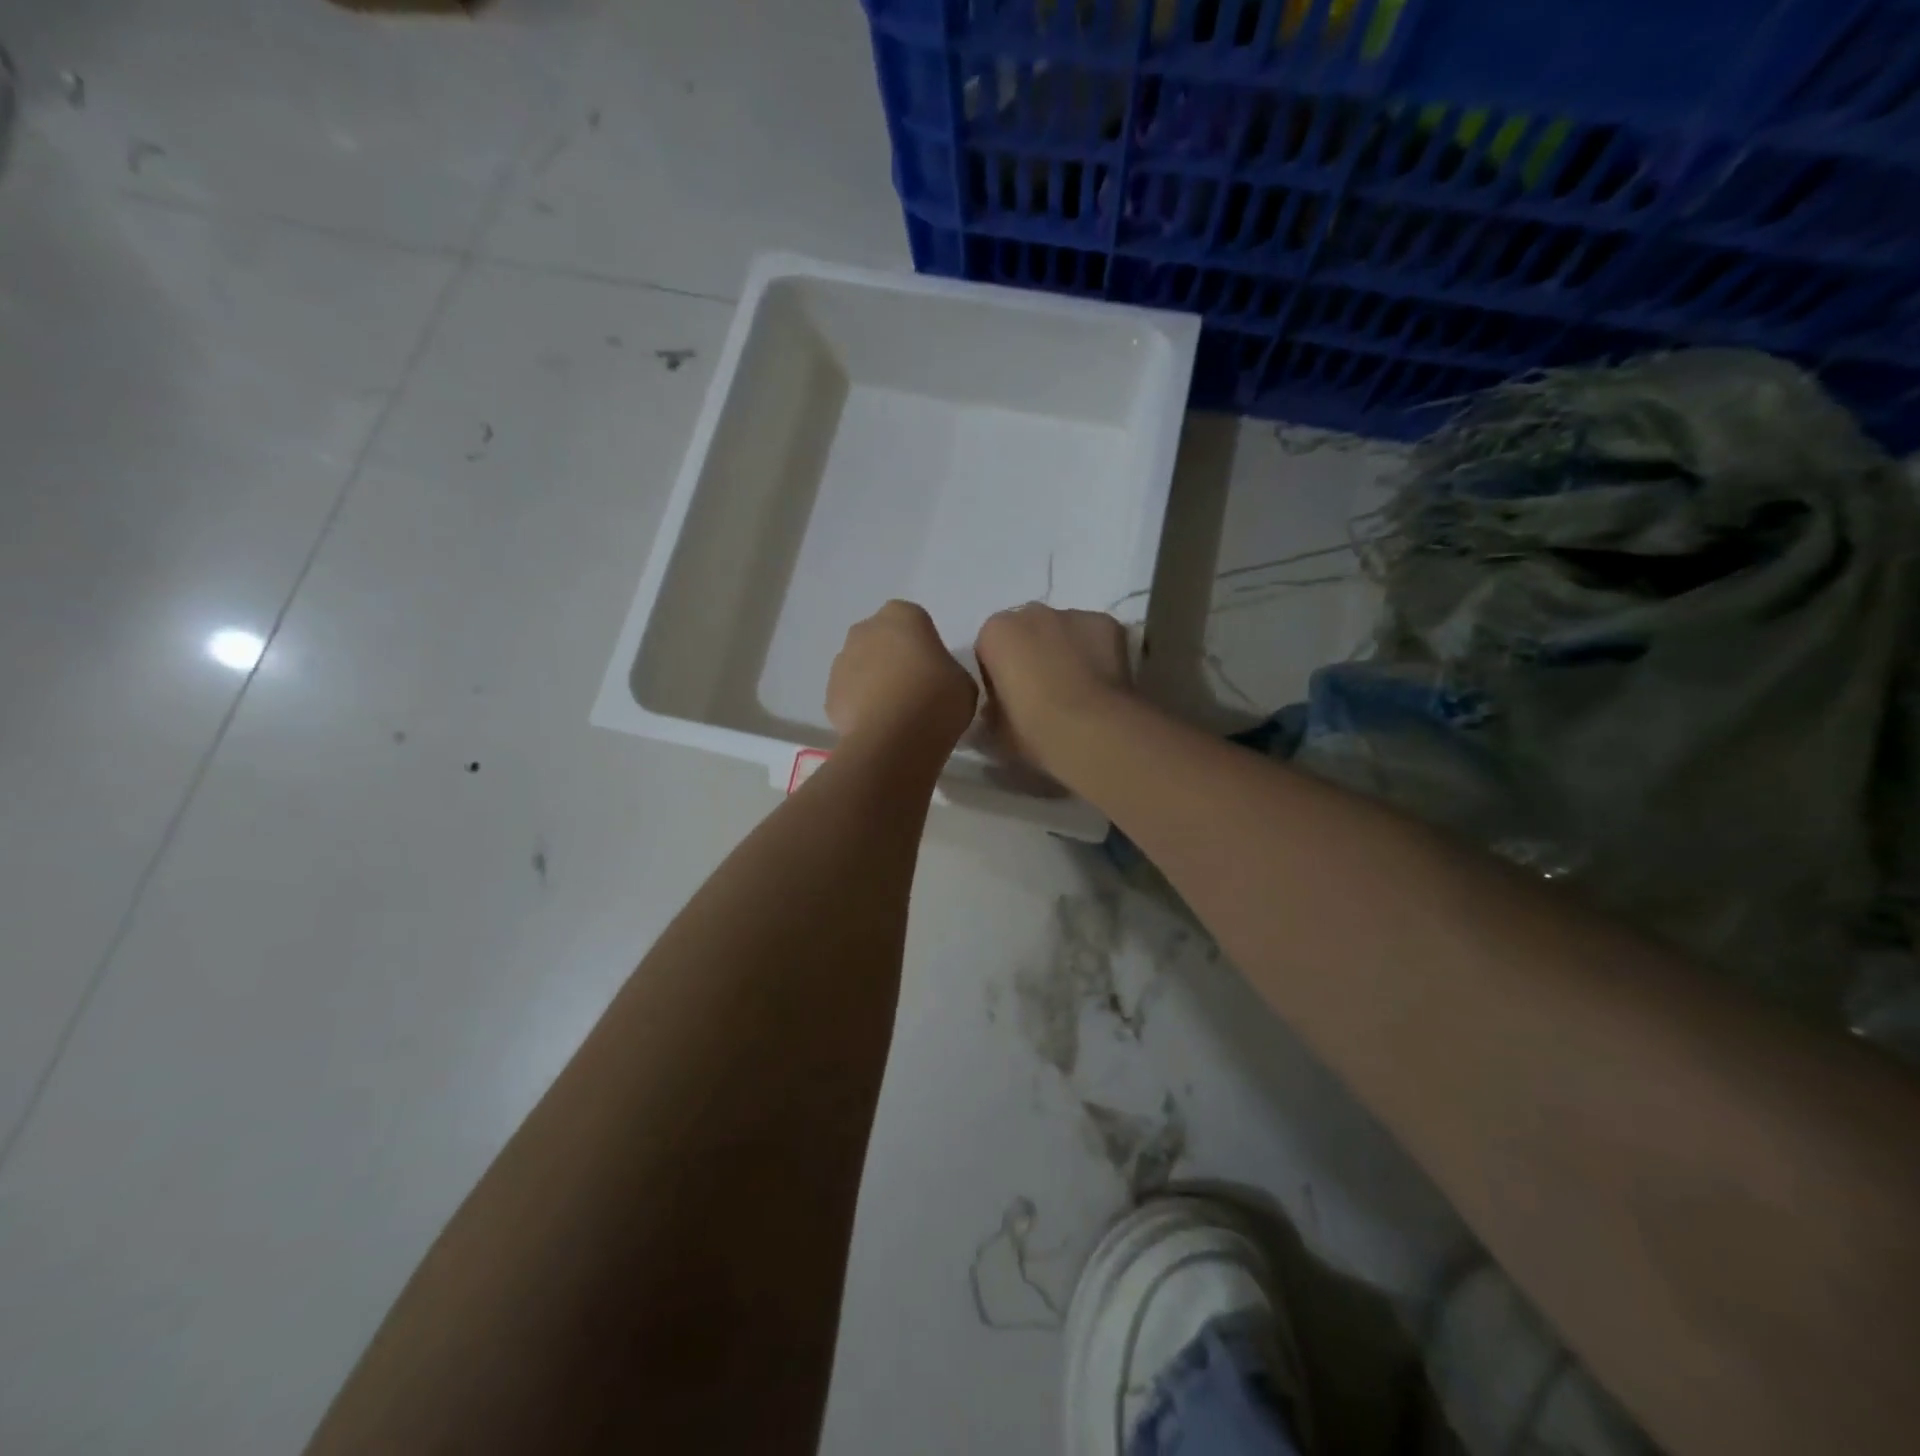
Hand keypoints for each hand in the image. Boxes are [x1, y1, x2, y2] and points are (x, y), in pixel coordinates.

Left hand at [826, 601, 977, 754]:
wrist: (894, 739)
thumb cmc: (937, 699)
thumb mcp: (963, 682)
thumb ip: (947, 670)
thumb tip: (935, 679)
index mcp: (903, 615)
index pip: (915, 621)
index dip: (924, 646)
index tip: (934, 671)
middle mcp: (866, 629)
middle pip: (882, 640)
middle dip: (894, 659)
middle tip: (915, 690)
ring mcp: (841, 661)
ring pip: (862, 667)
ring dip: (875, 682)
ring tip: (896, 714)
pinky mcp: (829, 694)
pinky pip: (850, 696)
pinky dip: (861, 707)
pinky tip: (879, 727)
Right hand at [975, 605, 1130, 774]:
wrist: (1092, 731)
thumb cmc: (1033, 730)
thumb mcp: (994, 730)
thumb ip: (991, 710)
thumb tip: (998, 709)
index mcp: (995, 632)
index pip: (989, 649)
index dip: (998, 675)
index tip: (1008, 701)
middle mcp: (1032, 612)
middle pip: (1027, 632)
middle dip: (1031, 654)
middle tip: (1042, 694)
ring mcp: (1073, 614)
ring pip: (1063, 631)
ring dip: (1064, 651)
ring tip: (1076, 691)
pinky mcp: (1107, 623)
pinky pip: (1095, 637)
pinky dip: (1097, 653)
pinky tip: (1101, 684)